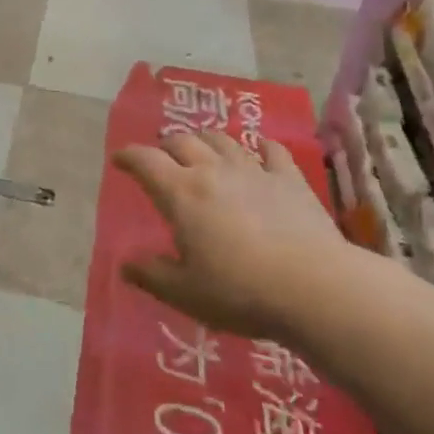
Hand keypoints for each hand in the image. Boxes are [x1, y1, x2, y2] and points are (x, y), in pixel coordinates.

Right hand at [117, 130, 346, 338]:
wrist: (314, 287)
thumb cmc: (240, 292)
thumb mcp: (186, 293)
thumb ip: (153, 276)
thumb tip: (126, 265)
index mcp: (181, 193)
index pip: (146, 161)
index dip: (129, 156)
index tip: (119, 159)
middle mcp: (212, 171)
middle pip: (183, 141)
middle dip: (166, 144)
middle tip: (161, 155)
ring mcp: (253, 170)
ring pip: (222, 140)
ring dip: (206, 140)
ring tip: (202, 147)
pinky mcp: (289, 179)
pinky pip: (273, 151)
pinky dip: (262, 147)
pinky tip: (262, 149)